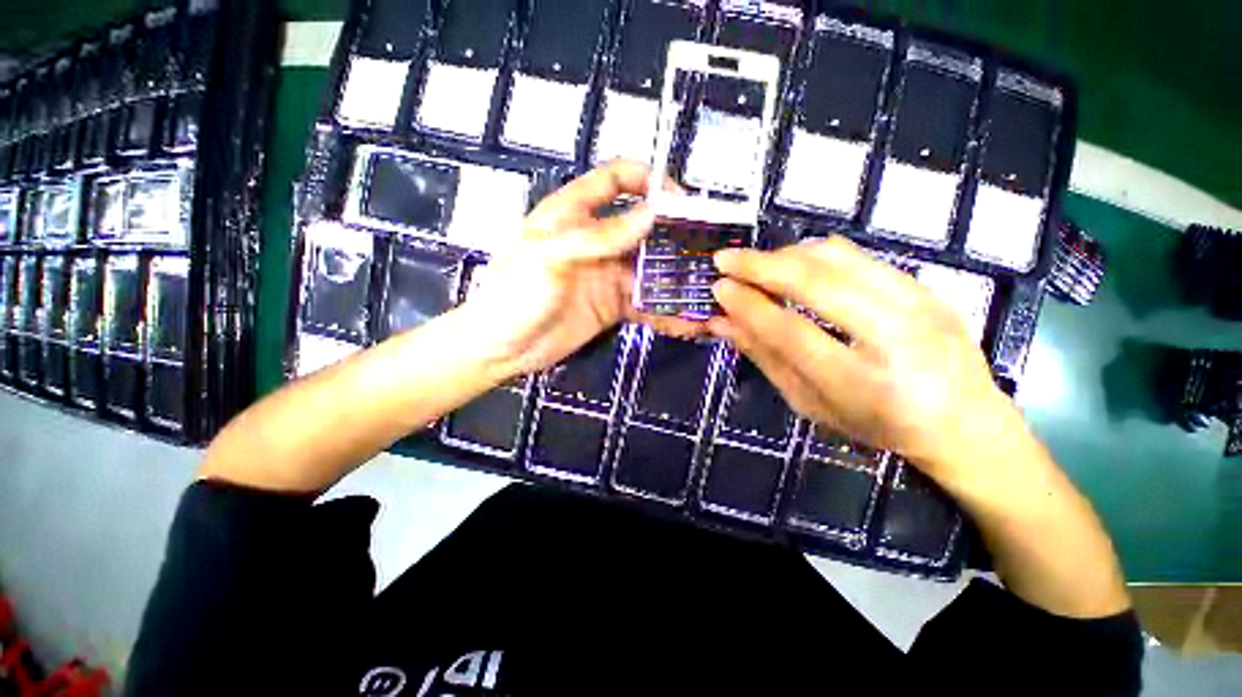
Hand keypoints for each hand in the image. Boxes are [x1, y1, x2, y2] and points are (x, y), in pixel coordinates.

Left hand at [458, 159, 700, 377]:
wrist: (501, 349)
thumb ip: (600, 235)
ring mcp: (606, 274)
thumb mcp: (551, 257)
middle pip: (643, 226)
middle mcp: (595, 239)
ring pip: (649, 268)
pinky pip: (644, 303)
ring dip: (674, 278)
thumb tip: (651, 215)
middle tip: (705, 250)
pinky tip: (686, 322)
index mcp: (573, 213)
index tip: (680, 202)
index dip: (650, 181)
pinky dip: (665, 311)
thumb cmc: (515, 295)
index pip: (617, 179)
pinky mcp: (611, 305)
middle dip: (674, 235)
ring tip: (704, 290)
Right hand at [708, 236, 1025, 486]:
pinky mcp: (925, 286)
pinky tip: (793, 262)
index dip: (749, 306)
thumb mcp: (810, 403)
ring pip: (838, 259)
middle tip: (725, 259)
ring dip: (786, 254)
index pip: (790, 332)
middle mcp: (894, 338)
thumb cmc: (876, 425)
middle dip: (761, 265)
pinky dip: (815, 253)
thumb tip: (723, 322)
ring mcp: (917, 304)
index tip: (719, 288)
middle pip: (817, 284)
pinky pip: (858, 255)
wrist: (964, 422)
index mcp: (861, 384)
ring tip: (756, 262)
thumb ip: (766, 358)